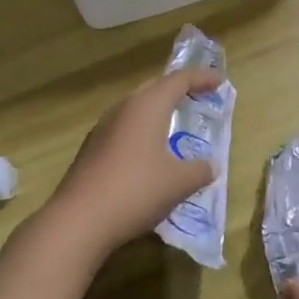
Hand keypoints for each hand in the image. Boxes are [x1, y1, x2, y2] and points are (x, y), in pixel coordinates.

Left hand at [46, 68, 221, 257]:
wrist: (79, 220)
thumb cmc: (137, 191)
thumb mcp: (179, 183)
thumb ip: (199, 170)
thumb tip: (210, 166)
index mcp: (148, 106)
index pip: (178, 80)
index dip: (201, 78)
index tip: (219, 80)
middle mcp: (123, 109)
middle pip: (154, 88)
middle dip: (177, 89)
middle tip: (197, 96)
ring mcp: (102, 128)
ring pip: (135, 108)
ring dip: (157, 110)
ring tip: (174, 122)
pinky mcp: (90, 150)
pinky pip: (123, 129)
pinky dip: (141, 131)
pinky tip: (147, 153)